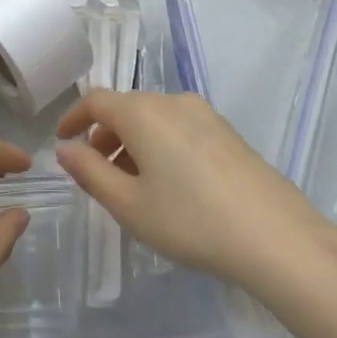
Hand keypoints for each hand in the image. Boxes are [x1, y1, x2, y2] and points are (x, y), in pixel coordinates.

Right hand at [55, 88, 336, 304]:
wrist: (275, 236)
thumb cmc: (190, 221)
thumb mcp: (129, 205)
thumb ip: (90, 173)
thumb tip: (66, 149)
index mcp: (142, 112)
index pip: (96, 101)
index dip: (73, 118)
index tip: (61, 141)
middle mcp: (171, 101)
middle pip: (126, 108)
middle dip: (104, 136)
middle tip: (95, 172)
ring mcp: (204, 114)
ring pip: (154, 119)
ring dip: (133, 142)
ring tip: (131, 184)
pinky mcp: (227, 132)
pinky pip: (179, 127)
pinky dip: (160, 145)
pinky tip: (170, 185)